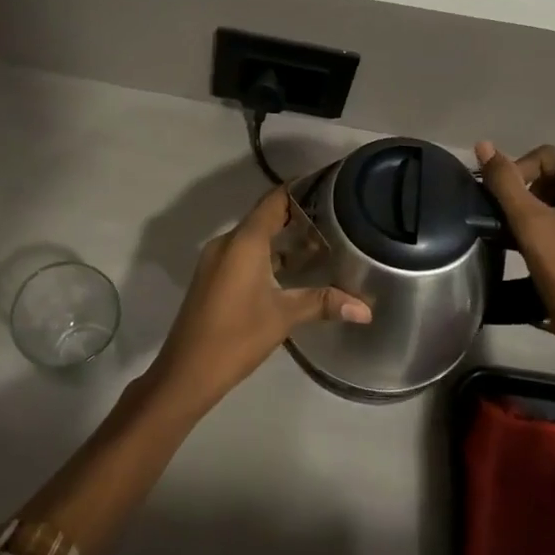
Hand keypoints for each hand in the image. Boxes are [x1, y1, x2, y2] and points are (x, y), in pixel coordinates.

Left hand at [144, 185, 371, 419]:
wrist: (187, 370)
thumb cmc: (237, 336)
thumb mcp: (284, 317)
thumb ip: (323, 303)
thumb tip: (366, 309)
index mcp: (243, 242)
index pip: (274, 201)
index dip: (299, 190)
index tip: (327, 184)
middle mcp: (227, 243)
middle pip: (265, 217)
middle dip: (297, 216)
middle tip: (334, 216)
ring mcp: (217, 260)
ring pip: (254, 238)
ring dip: (283, 239)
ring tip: (321, 242)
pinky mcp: (214, 277)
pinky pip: (244, 253)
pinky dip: (268, 254)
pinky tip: (292, 270)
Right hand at [475, 141, 554, 371]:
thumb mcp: (530, 223)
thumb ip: (505, 181)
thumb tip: (483, 145)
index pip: (551, 158)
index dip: (519, 173)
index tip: (502, 202)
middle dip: (532, 192)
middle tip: (512, 219)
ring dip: (542, 208)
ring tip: (522, 230)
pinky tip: (541, 240)